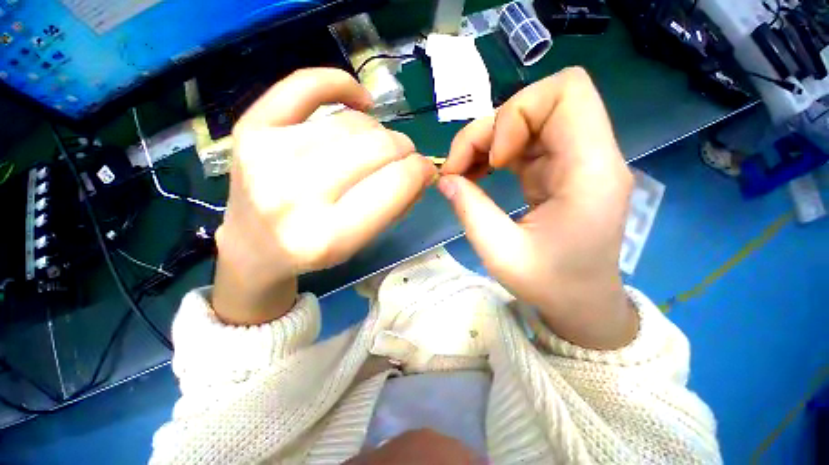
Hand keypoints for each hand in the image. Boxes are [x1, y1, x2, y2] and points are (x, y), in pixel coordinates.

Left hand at [213, 68, 436, 324]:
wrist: (257, 246)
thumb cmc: (315, 250)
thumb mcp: (363, 242)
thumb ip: (398, 205)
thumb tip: (422, 169)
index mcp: (328, 237)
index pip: (396, 183)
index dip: (420, 170)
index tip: (425, 170)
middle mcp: (295, 195)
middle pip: (378, 147)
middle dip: (404, 149)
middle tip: (404, 157)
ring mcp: (267, 156)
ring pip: (353, 122)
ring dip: (379, 132)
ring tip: (376, 146)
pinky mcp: (251, 130)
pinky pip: (306, 85)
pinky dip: (341, 85)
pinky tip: (359, 101)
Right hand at [439, 67, 636, 349]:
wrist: (582, 302)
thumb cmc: (550, 284)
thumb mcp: (500, 253)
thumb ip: (470, 209)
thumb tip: (445, 179)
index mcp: (590, 171)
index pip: (566, 91)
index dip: (517, 113)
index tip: (495, 159)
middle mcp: (591, 155)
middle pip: (540, 102)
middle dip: (491, 128)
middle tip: (461, 167)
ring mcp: (576, 159)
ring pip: (526, 120)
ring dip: (488, 141)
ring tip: (463, 173)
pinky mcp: (560, 168)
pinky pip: (524, 141)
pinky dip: (495, 152)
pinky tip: (478, 174)